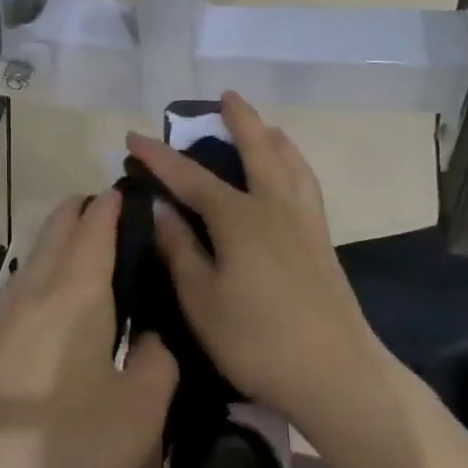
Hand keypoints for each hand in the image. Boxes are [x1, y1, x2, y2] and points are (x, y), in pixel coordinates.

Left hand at [0, 192, 177, 467]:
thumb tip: (152, 337)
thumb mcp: (141, 411)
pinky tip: (56, 319)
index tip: (139, 195)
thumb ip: (160, 360)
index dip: (117, 203)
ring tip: (94, 267)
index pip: (97, 223)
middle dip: (86, 212)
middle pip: (58, 227)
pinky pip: (19, 294)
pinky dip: (44, 283)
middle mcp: (33, 290)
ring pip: (35, 259)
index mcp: (76, 292)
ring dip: (62, 247)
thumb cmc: (67, 448)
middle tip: (122, 224)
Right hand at [126, 93, 391, 449]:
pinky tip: (293, 173)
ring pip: (290, 163)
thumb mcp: (201, 300)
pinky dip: (296, 163)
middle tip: (226, 96)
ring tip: (265, 126)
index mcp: (239, 218)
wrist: (335, 372)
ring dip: (273, 137)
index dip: (159, 156)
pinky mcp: (323, 241)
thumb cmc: (256, 339)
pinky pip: (307, 183)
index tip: (132, 136)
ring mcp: (304, 222)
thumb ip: (180, 249)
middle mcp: (274, 207)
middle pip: (257, 150)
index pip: (190, 177)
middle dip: (239, 120)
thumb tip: (162, 208)